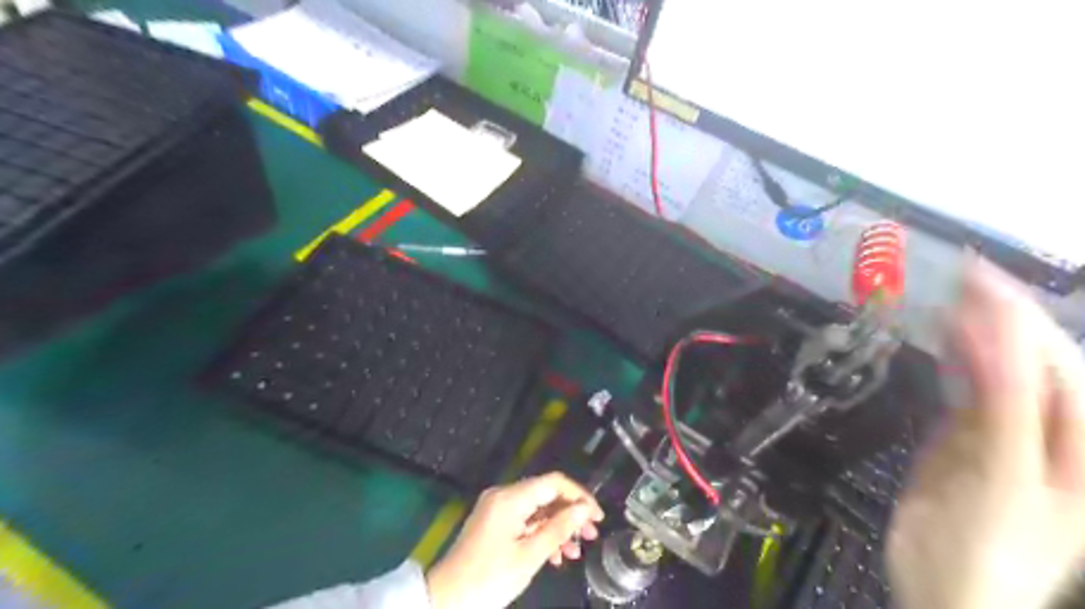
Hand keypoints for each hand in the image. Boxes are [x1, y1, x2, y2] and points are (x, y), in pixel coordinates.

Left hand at [429, 470, 606, 608]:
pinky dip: (541, 534)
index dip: (579, 496)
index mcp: (511, 497)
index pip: (553, 482)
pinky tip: (554, 555)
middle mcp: (504, 495)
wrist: (445, 599)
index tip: (597, 517)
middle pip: (546, 495)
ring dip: (558, 527)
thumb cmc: (489, 578)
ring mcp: (497, 508)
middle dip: (570, 514)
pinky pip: (524, 521)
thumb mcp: (529, 556)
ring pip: (537, 509)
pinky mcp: (494, 522)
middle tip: (590, 536)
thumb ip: (559, 528)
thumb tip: (584, 508)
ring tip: (575, 551)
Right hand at [890, 261, 1084, 607]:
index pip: (1061, 370)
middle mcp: (1054, 433)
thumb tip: (993, 343)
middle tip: (965, 275)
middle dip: (1007, 318)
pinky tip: (944, 338)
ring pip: (1002, 373)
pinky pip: (970, 392)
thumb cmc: (984, 549)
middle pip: (1038, 364)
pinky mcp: (971, 440)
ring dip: (978, 335)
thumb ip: (1004, 413)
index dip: (1025, 323)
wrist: (945, 593)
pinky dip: (957, 363)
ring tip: (952, 296)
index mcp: (1082, 448)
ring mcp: (1010, 435)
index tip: (983, 282)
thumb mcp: (1000, 483)